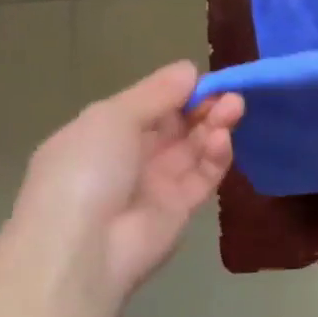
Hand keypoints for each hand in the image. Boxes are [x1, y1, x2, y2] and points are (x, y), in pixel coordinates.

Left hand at [8, 63, 242, 302]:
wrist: (83, 247)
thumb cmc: (86, 170)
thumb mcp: (112, 118)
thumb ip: (156, 93)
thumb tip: (188, 69)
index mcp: (104, 132)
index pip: (150, 105)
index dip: (178, 91)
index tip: (205, 79)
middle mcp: (131, 156)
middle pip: (177, 125)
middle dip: (203, 106)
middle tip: (230, 95)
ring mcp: (157, 183)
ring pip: (195, 147)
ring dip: (215, 126)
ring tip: (235, 109)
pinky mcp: (182, 207)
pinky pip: (204, 175)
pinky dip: (217, 155)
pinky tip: (223, 139)